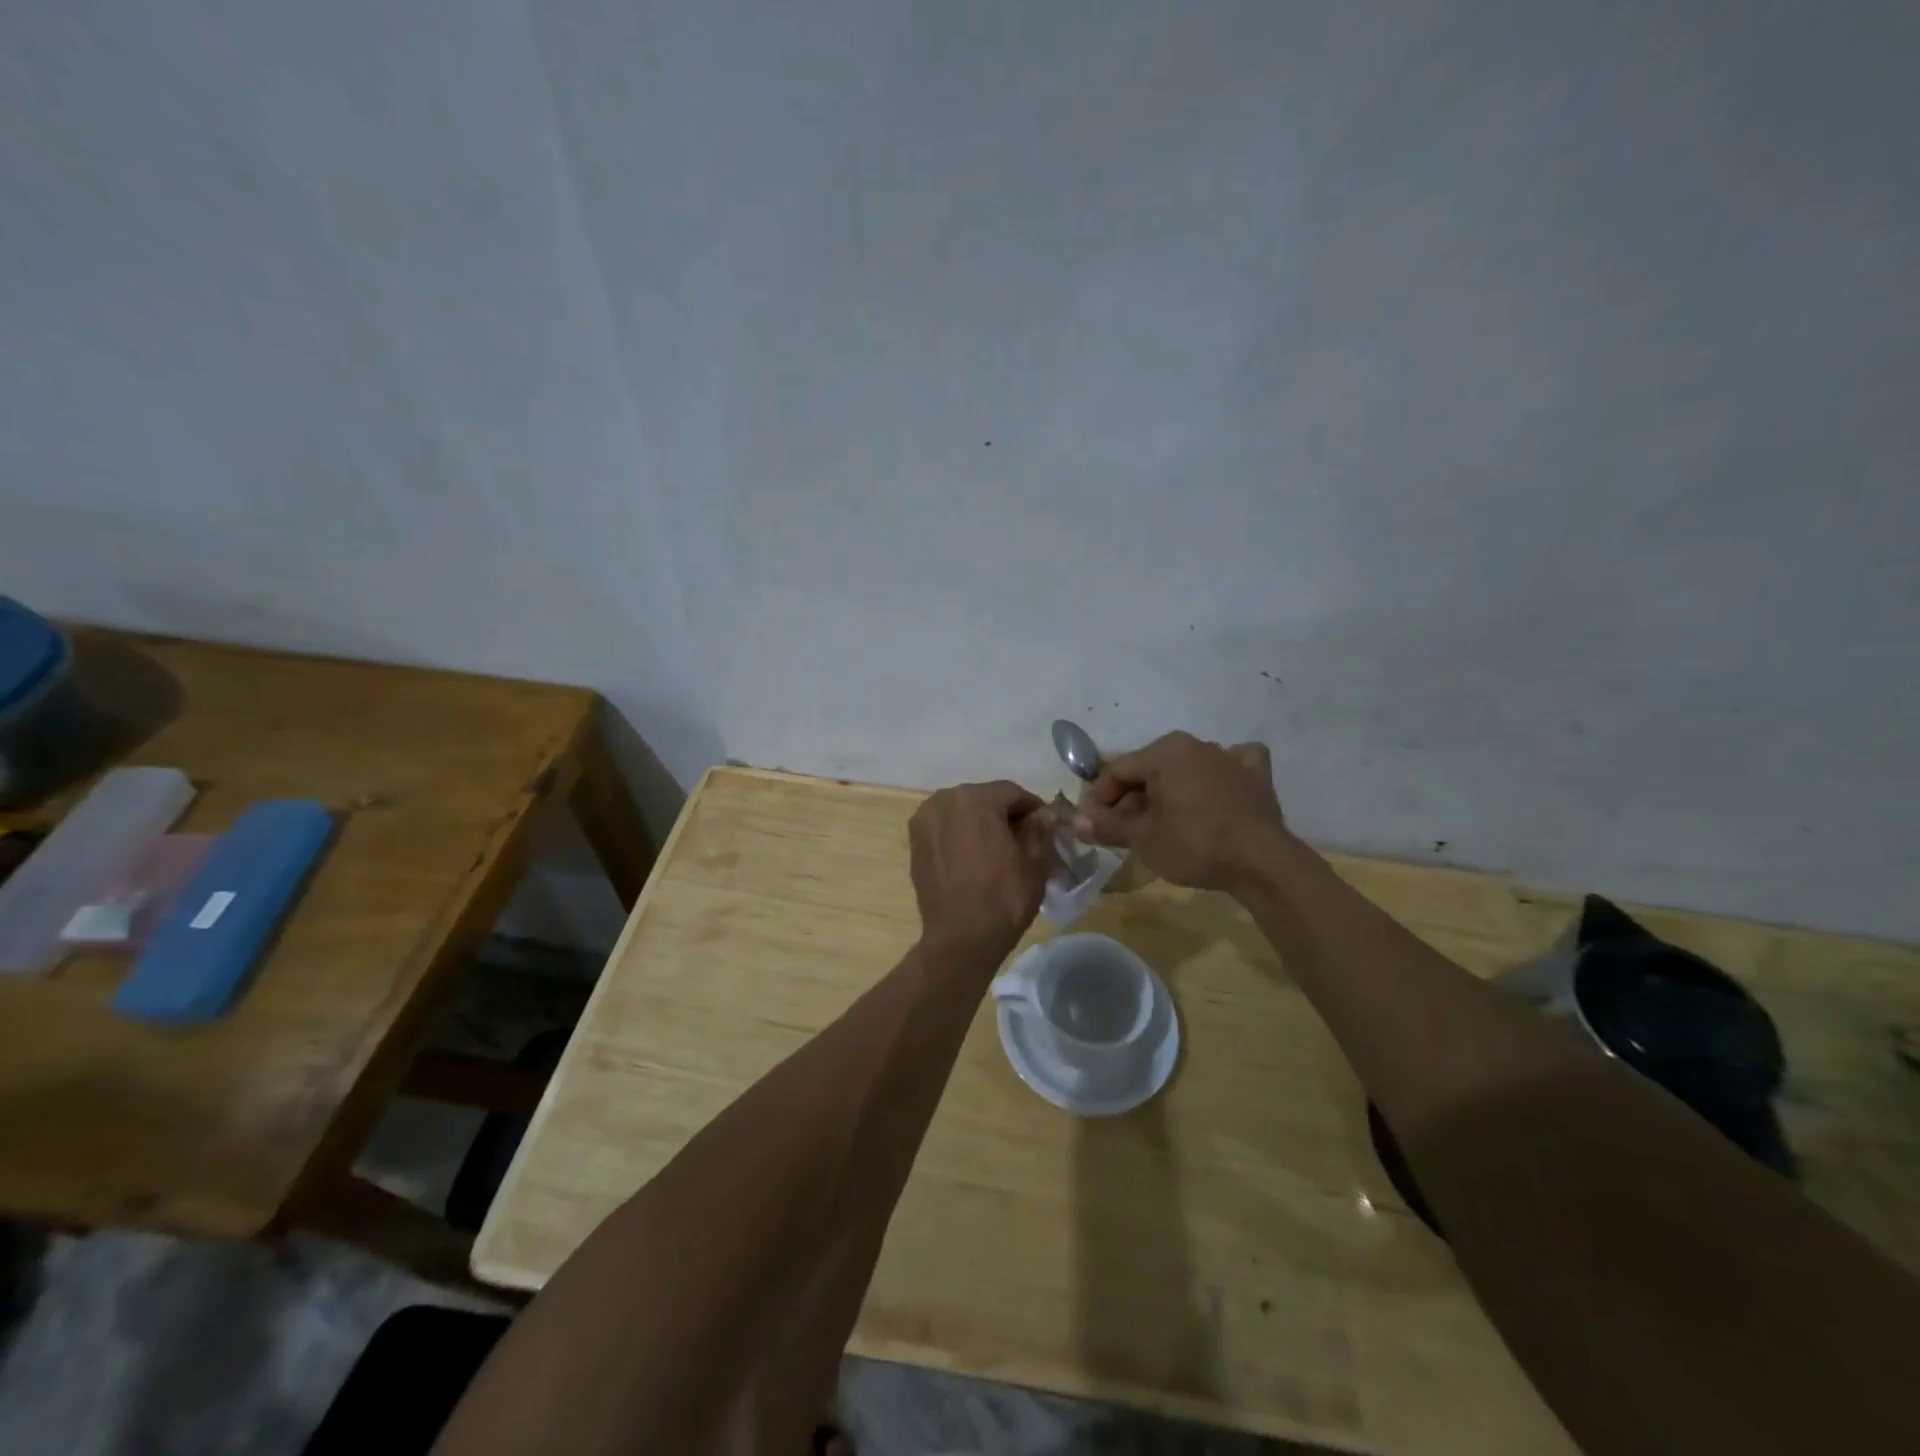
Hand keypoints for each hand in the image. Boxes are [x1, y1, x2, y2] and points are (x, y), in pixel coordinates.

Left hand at [909, 780, 1056, 959]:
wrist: (960, 939)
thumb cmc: (1003, 897)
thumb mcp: (1035, 861)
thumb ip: (1040, 828)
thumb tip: (1042, 814)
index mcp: (974, 798)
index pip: (1013, 793)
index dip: (1034, 808)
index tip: (1048, 827)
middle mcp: (943, 800)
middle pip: (985, 800)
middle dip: (1006, 815)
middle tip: (1027, 840)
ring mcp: (924, 821)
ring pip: (963, 813)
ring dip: (983, 825)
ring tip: (1001, 851)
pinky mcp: (915, 843)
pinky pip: (946, 829)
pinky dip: (962, 837)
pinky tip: (977, 859)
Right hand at [1075, 732, 1287, 891]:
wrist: (1260, 862)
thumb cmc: (1193, 843)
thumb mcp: (1142, 838)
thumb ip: (1107, 825)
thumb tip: (1077, 822)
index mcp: (1165, 751)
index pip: (1118, 771)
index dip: (1098, 798)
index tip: (1090, 824)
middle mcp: (1196, 744)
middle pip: (1151, 771)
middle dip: (1131, 799)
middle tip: (1120, 830)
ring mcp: (1230, 757)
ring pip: (1186, 770)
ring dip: (1168, 792)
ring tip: (1159, 823)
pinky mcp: (1256, 777)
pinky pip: (1229, 769)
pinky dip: (1218, 778)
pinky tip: (1215, 792)